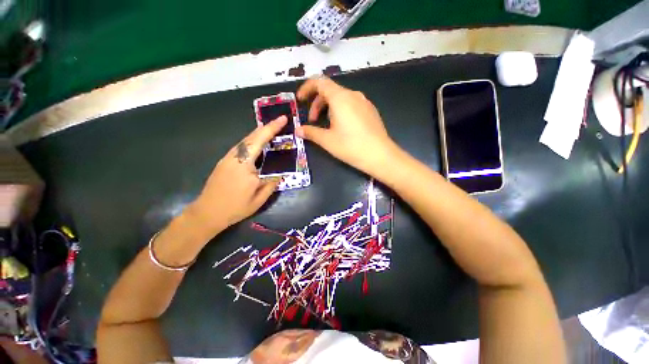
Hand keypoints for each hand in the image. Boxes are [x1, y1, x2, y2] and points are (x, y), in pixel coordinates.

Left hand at [190, 117, 286, 232]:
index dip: (272, 128)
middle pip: (251, 136)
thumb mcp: (259, 200)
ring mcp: (227, 158)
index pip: (260, 141)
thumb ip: (272, 184)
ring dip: (259, 133)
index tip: (283, 118)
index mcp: (244, 165)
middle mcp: (234, 157)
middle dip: (267, 127)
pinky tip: (259, 145)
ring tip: (272, 132)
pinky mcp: (224, 161)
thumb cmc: (235, 208)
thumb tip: (281, 174)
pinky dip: (252, 141)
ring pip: (245, 140)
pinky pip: (241, 147)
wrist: (206, 213)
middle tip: (280, 122)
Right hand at [296, 77, 398, 175]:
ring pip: (341, 98)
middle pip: (330, 91)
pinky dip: (341, 110)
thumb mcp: (327, 140)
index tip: (300, 100)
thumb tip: (298, 130)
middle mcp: (353, 95)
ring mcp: (364, 102)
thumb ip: (311, 132)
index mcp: (340, 98)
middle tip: (313, 121)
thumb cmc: (351, 146)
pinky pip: (351, 104)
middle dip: (317, 103)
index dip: (306, 88)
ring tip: (327, 125)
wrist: (380, 155)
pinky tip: (342, 127)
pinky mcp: (370, 110)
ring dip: (329, 108)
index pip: (319, 82)